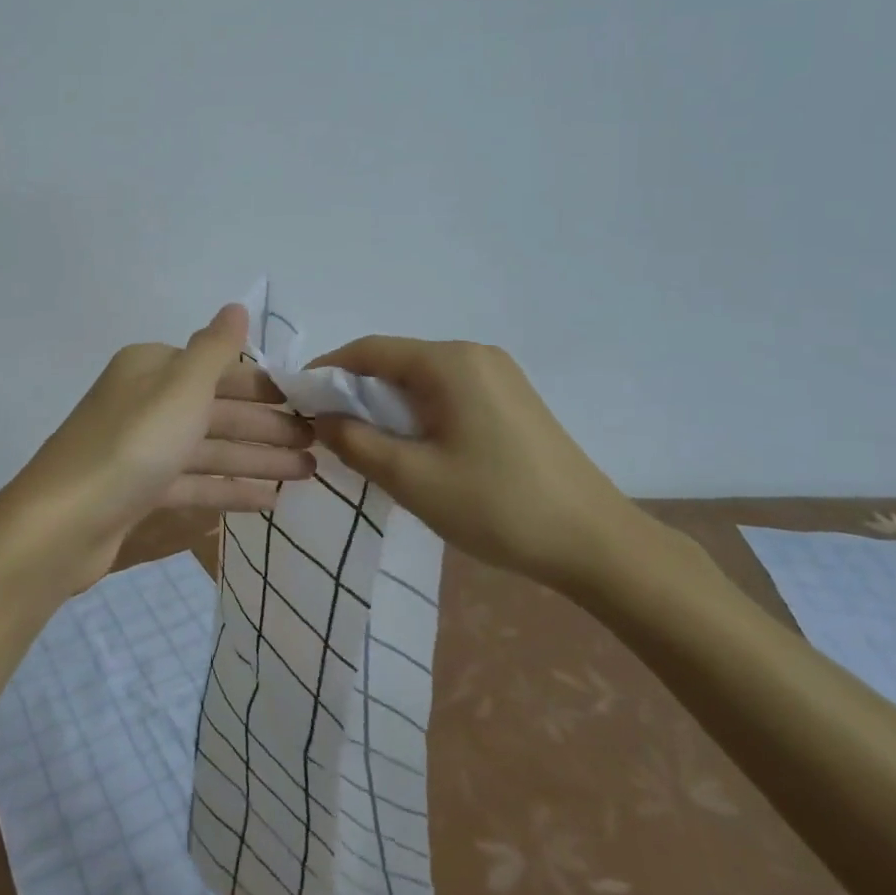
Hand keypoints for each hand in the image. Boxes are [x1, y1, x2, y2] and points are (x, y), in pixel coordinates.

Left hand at [13, 304, 314, 589]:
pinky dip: (229, 489)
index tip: (308, 404)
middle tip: (319, 444)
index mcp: (153, 369)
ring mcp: (142, 449)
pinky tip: (267, 502)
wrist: (64, 524)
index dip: (265, 386)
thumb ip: (216, 348)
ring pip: (210, 449)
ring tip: (307, 474)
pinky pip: (195, 483)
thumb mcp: (181, 386)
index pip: (219, 370)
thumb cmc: (134, 444)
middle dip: (268, 427)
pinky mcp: (140, 491)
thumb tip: (237, 306)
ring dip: (257, 460)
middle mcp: (146, 402)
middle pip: (218, 410)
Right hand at [305, 337, 637, 587]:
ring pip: (422, 379)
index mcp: (450, 362)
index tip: (297, 399)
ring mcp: (499, 375)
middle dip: (356, 391)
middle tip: (329, 430)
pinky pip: (448, 393)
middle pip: (396, 361)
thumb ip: (355, 441)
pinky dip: (418, 412)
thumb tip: (319, 417)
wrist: (597, 544)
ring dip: (387, 404)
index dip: (327, 371)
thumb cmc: (497, 506)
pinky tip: (414, 447)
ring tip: (367, 444)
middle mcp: (474, 355)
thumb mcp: (412, 478)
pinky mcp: (513, 399)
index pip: (370, 350)